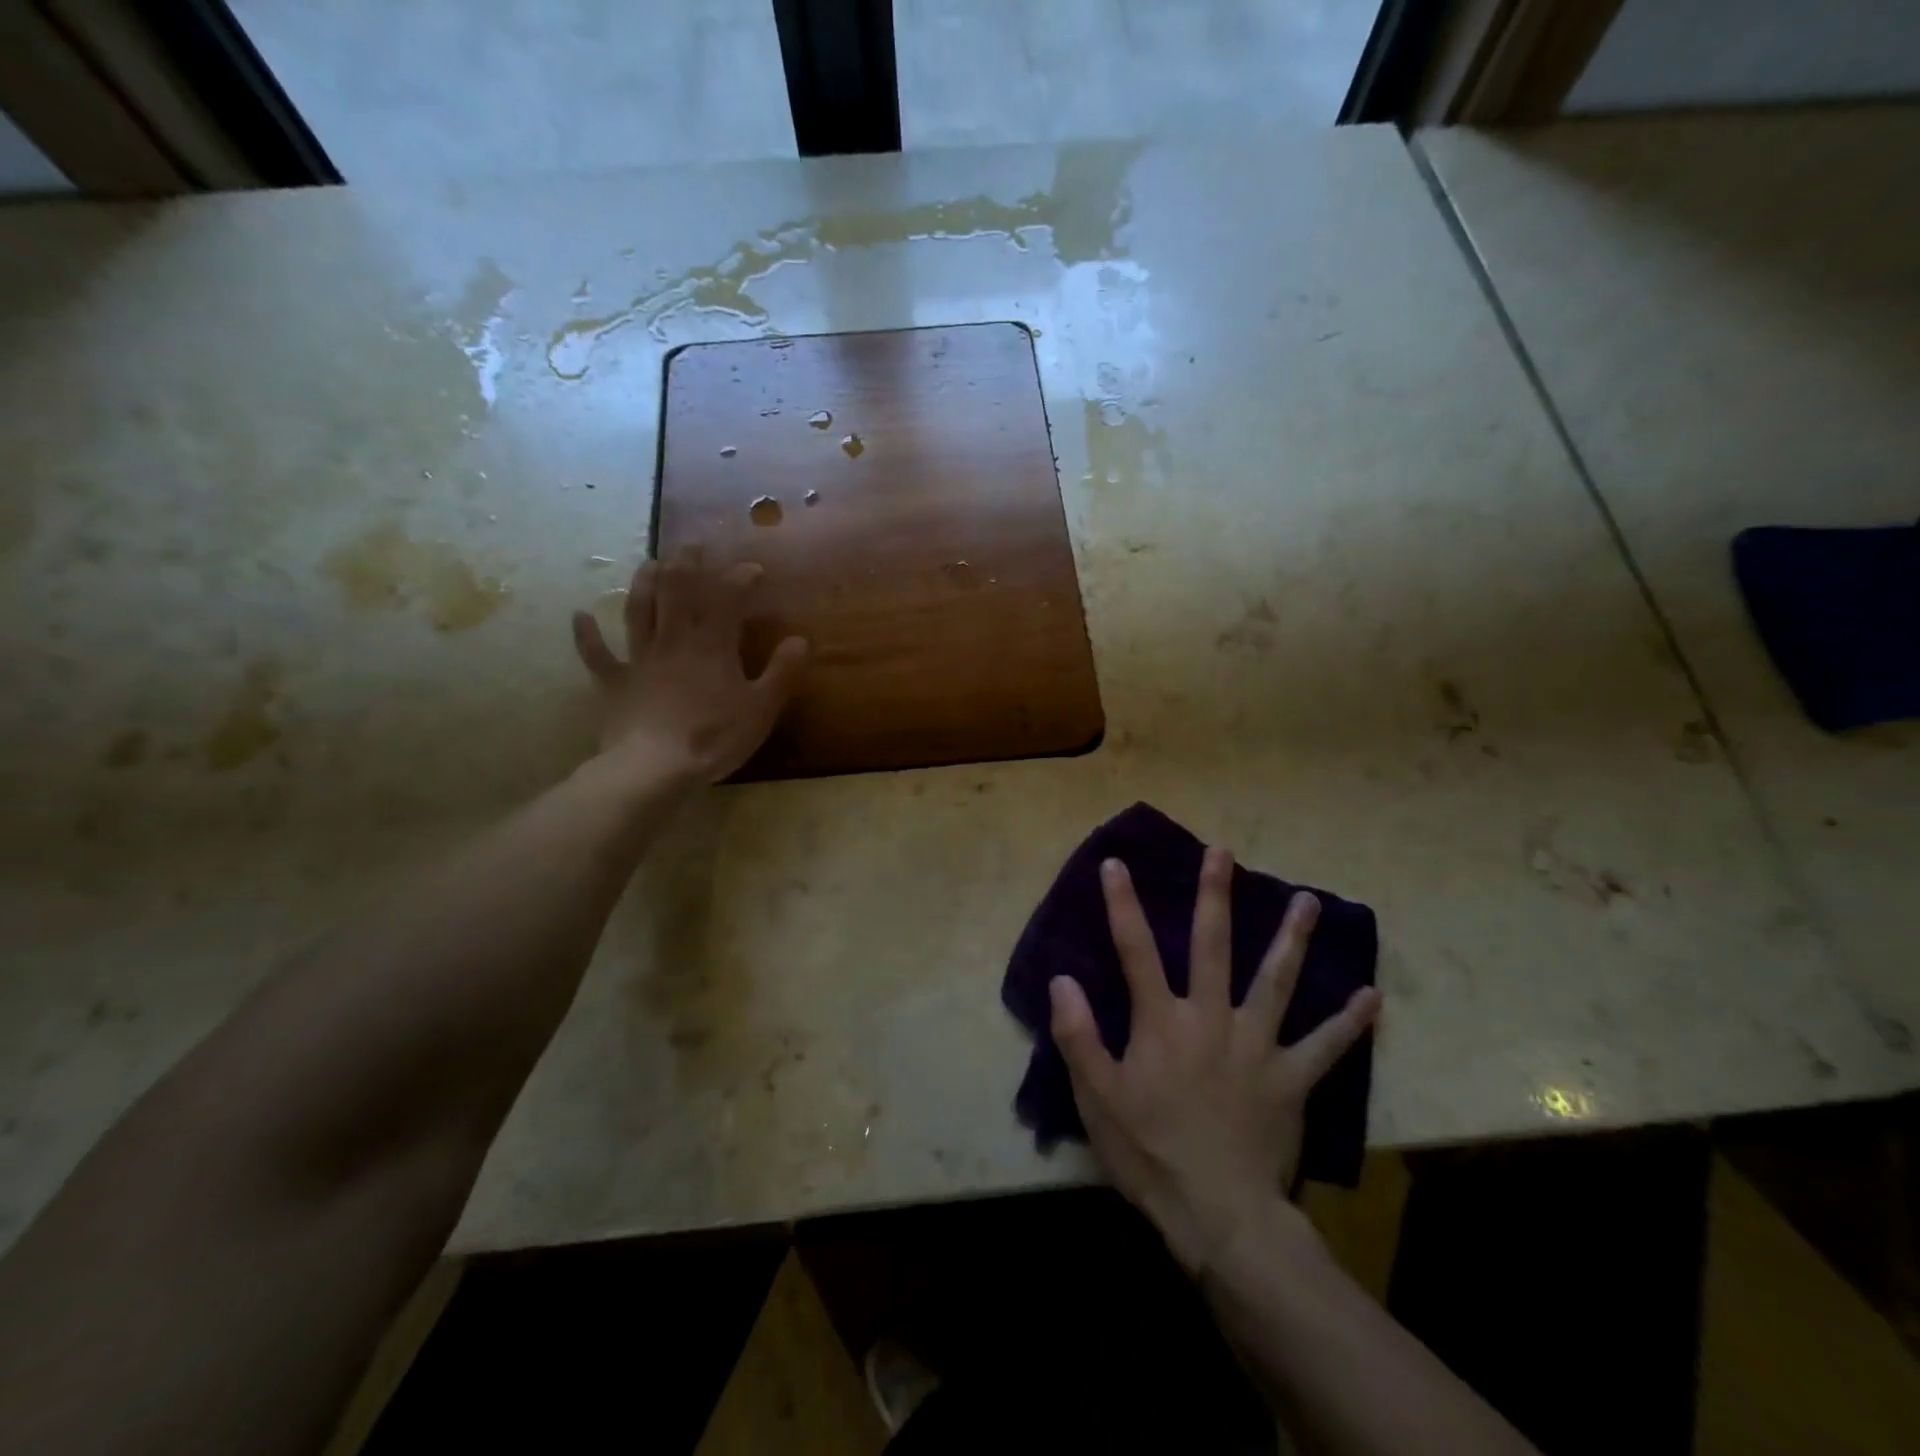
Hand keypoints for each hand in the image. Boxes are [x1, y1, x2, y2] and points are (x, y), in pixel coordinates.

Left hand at [571, 545, 807, 782]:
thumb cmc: (714, 737)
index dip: (739, 578)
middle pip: (677, 591)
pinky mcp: (615, 683)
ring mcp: (640, 659)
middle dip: (687, 564)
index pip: (727, 599)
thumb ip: (782, 672)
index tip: (753, 570)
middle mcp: (673, 640)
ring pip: (638, 610)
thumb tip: (801, 640)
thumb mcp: (761, 708)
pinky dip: (586, 635)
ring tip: (650, 562)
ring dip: (643, 583)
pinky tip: (579, 616)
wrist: (655, 768)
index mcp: (712, 645)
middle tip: (693, 546)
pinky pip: (597, 655)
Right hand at [1049, 847, 1381, 1275]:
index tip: (1116, 863)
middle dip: (1215, 895)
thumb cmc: (1150, 1152)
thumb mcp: (1097, 1097)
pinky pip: (1325, 1046)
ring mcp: (1257, 1046)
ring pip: (1276, 981)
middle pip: (1213, 945)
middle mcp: (1211, 1018)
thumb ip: (1078, 1035)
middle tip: (1224, 852)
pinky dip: (1348, 1022)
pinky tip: (1372, 997)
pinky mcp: (1291, 1079)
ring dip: (1292, 939)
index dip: (1122, 904)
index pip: (1135, 950)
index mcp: (1162, 1021)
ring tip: (1309, 902)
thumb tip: (1062, 978)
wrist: (1219, 1214)